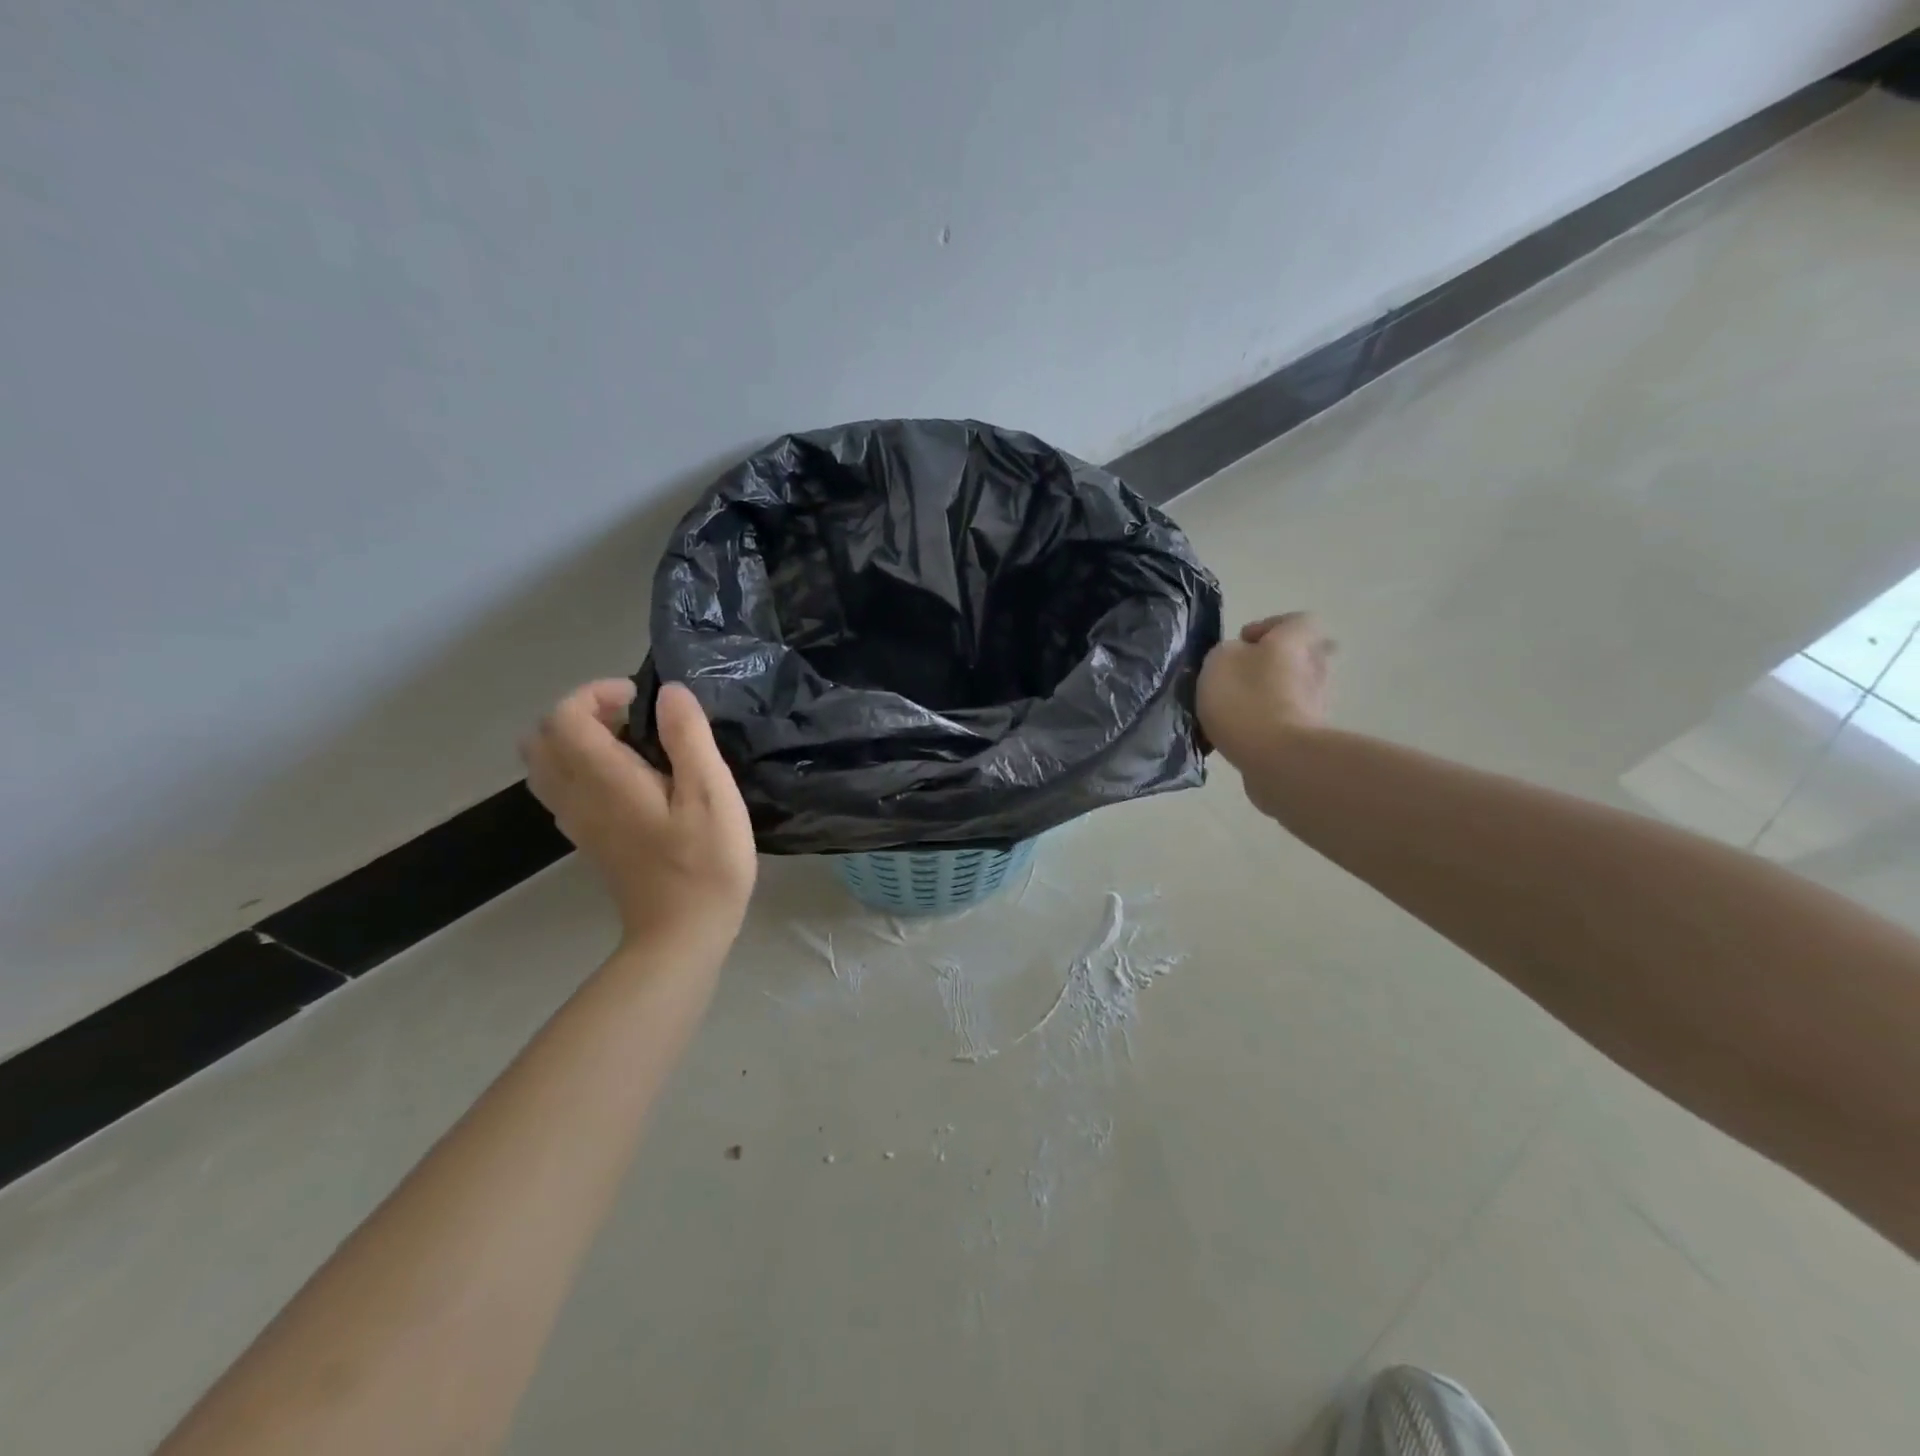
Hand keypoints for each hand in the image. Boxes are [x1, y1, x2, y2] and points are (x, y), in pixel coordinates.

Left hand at [521, 680, 756, 945]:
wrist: (682, 935)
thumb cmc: (705, 864)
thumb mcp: (712, 794)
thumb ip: (689, 738)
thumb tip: (670, 693)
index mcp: (604, 780)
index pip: (563, 717)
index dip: (595, 693)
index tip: (640, 698)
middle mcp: (577, 797)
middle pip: (542, 738)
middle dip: (581, 713)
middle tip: (631, 717)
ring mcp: (577, 823)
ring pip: (546, 766)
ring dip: (577, 741)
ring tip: (630, 744)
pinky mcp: (588, 841)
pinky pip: (561, 790)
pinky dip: (580, 768)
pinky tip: (628, 779)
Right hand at [1196, 612, 1333, 770]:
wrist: (1278, 759)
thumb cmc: (1246, 699)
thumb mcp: (1219, 660)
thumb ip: (1228, 652)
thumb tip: (1239, 658)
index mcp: (1295, 641)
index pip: (1297, 620)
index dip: (1269, 626)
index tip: (1242, 642)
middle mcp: (1316, 667)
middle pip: (1300, 656)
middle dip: (1272, 663)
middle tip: (1241, 675)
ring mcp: (1318, 705)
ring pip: (1294, 689)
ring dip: (1270, 694)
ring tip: (1236, 710)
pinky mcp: (1311, 737)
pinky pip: (1288, 720)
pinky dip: (1269, 723)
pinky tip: (1243, 735)